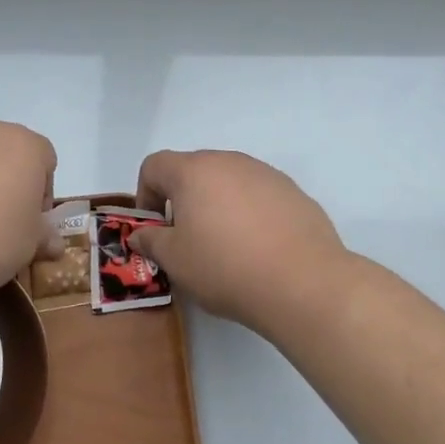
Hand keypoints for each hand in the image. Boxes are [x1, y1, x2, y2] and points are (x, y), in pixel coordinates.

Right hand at [128, 150, 354, 337]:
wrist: (303, 282)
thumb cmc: (225, 267)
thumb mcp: (175, 261)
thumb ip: (151, 241)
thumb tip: (141, 234)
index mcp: (194, 171)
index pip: (155, 166)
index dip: (145, 194)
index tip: (154, 228)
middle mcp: (229, 161)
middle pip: (193, 170)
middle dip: (182, 200)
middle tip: (186, 239)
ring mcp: (265, 174)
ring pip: (228, 182)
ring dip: (217, 205)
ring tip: (226, 247)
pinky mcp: (293, 192)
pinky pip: (258, 196)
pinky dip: (249, 214)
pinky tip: (259, 249)